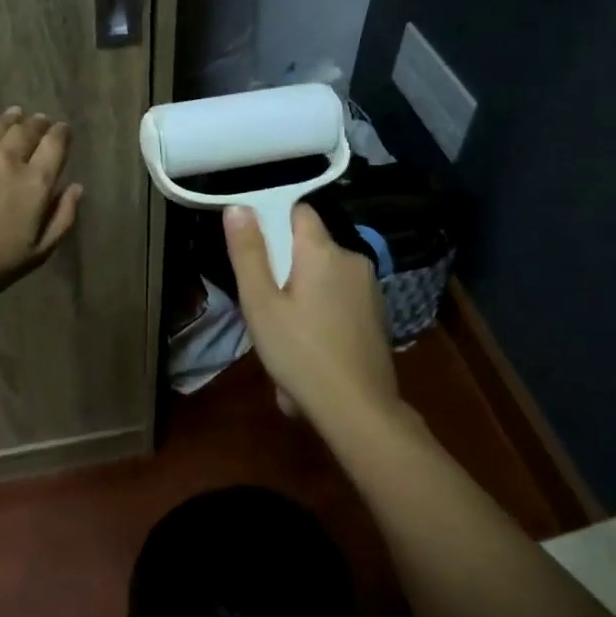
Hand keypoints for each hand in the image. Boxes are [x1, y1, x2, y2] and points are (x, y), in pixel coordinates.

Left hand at [0, 108, 83, 307]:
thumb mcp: (36, 254)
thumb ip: (61, 219)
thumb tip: (75, 187)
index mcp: (34, 183)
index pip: (55, 145)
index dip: (61, 134)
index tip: (62, 130)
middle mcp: (6, 158)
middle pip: (27, 130)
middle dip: (37, 124)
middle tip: (40, 121)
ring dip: (11, 120)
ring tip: (15, 116)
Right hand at [224, 203, 399, 429]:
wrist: (358, 410)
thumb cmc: (301, 353)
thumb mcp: (261, 304)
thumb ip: (248, 252)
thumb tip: (238, 206)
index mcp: (323, 251)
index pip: (298, 211)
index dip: (273, 221)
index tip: (254, 250)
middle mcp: (352, 259)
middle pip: (309, 247)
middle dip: (284, 266)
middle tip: (263, 302)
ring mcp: (369, 288)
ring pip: (324, 275)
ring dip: (303, 291)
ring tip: (284, 331)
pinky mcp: (377, 315)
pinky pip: (340, 298)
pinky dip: (323, 311)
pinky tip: (311, 345)